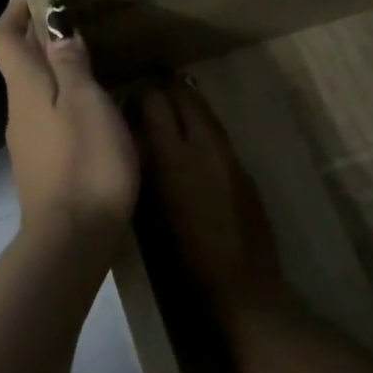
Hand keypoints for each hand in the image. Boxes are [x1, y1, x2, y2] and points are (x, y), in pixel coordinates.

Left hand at [0, 0, 137, 241]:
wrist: (72, 238)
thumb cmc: (85, 163)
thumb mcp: (87, 104)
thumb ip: (71, 64)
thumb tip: (56, 27)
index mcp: (26, 90)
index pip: (4, 40)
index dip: (14, 12)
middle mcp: (18, 112)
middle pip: (19, 65)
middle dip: (38, 38)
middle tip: (72, 22)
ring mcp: (27, 143)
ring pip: (34, 93)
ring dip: (53, 71)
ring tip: (89, 62)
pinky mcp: (42, 167)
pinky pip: (47, 119)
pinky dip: (62, 101)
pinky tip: (91, 111)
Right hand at [131, 77, 284, 309]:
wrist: (237, 280)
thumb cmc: (181, 255)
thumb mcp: (149, 208)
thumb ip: (143, 167)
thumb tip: (135, 140)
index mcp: (173, 156)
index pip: (155, 101)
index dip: (140, 96)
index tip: (128, 105)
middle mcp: (203, 144)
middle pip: (185, 96)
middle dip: (166, 92)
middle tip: (149, 102)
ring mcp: (228, 154)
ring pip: (206, 111)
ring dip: (187, 107)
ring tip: (170, 118)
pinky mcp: (243, 167)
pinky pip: (219, 134)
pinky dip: (203, 129)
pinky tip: (193, 147)